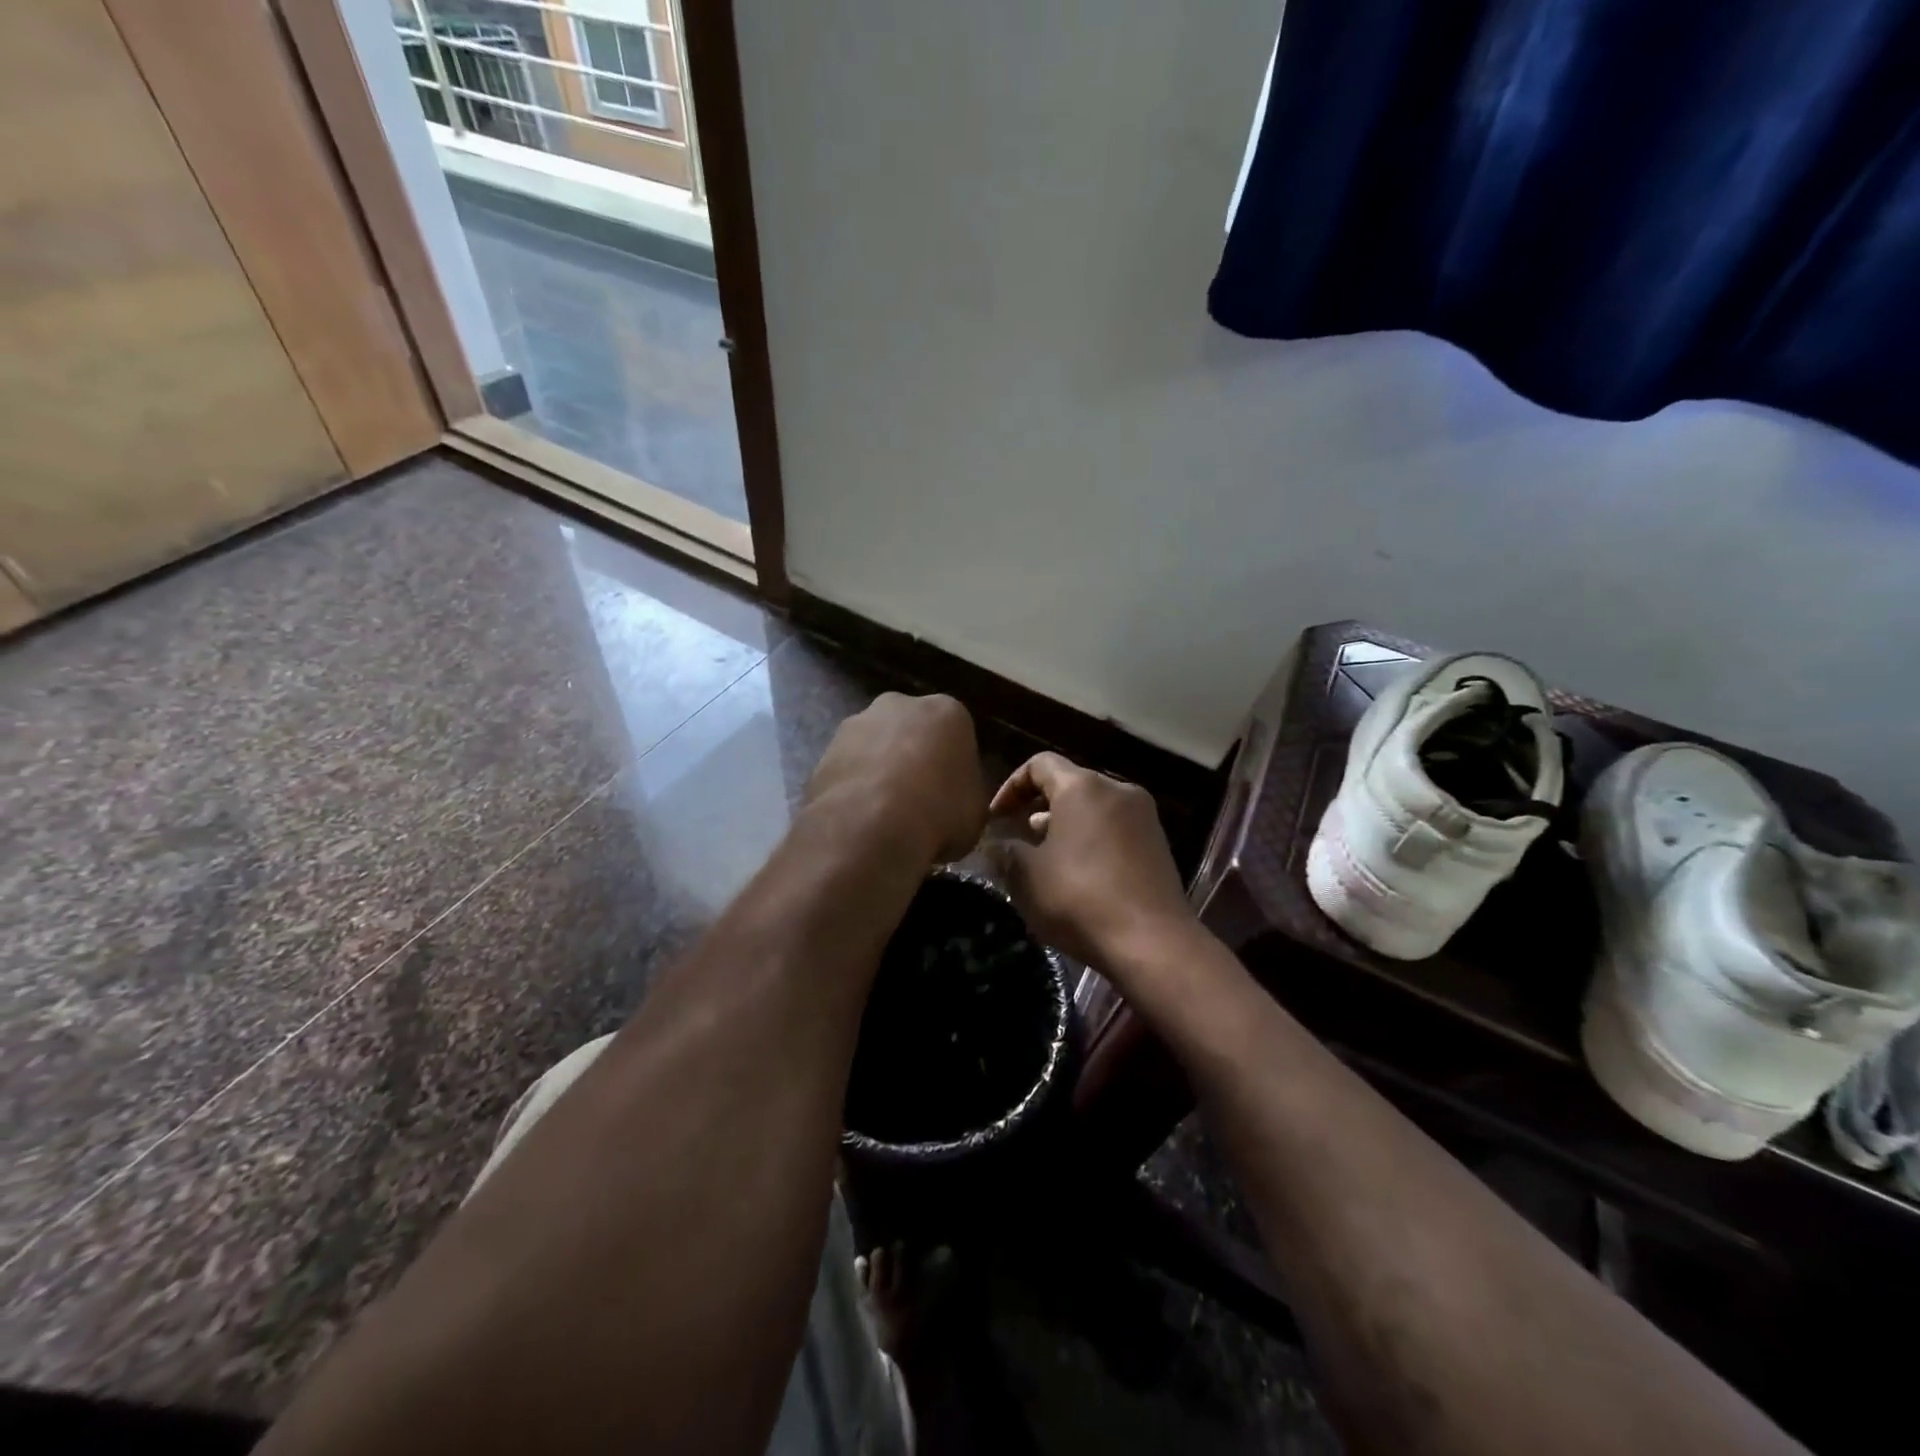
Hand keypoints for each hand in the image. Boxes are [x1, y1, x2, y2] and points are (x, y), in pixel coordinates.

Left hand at [805, 693, 986, 863]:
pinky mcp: (824, 751)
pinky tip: (858, 819)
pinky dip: (852, 789)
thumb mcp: (975, 812)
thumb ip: (965, 797)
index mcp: (946, 711)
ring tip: (883, 815)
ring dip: (879, 772)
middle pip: (910, 730)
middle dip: (912, 757)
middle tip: (917, 801)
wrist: (872, 824)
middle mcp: (899, 705)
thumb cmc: (939, 811)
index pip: (955, 734)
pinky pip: (847, 770)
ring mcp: (856, 724)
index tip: (950, 796)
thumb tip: (953, 806)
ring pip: (874, 747)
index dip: (953, 767)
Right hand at [987, 752, 1196, 971]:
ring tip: (1045, 859)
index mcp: (1082, 786)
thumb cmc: (1080, 899)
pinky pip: (1114, 829)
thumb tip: (997, 845)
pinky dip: (1091, 840)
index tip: (996, 818)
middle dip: (1038, 807)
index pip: (1039, 764)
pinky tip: (1078, 874)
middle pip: (1069, 784)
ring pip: (1094, 808)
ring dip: (1065, 826)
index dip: (1011, 786)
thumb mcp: (1027, 877)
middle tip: (1018, 838)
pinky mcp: (1158, 844)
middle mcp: (1117, 790)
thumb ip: (1006, 852)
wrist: (1153, 943)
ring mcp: (1143, 817)